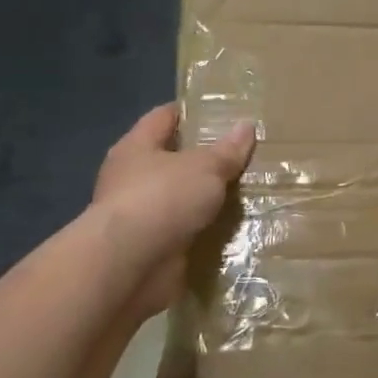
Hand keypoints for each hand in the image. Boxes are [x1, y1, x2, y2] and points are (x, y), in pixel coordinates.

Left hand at [88, 103, 256, 325]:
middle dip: (203, 159)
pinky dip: (204, 230)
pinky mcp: (151, 247)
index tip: (220, 112)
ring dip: (205, 199)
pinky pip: (184, 231)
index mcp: (136, 148)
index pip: (163, 117)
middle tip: (243, 155)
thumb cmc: (163, 198)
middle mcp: (132, 178)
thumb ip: (227, 150)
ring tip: (246, 192)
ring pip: (179, 198)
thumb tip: (246, 126)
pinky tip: (234, 227)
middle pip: (171, 159)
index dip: (190, 112)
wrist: (131, 265)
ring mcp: (140, 215)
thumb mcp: (205, 167)